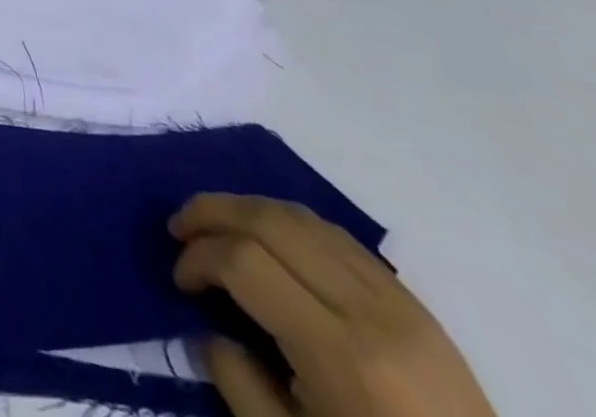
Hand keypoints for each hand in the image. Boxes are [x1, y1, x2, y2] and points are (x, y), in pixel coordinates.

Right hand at [170, 193, 493, 416]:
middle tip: (179, 229)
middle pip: (269, 220)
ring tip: (216, 227)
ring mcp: (399, 301)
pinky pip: (336, 235)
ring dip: (246, 208)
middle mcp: (369, 311)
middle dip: (211, 211)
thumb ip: (239, 386)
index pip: (244, 261)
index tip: (180, 281)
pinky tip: (269, 242)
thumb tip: (206, 330)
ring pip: (301, 216)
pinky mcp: (415, 302)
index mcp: (341, 356)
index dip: (198, 257)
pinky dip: (288, 223)